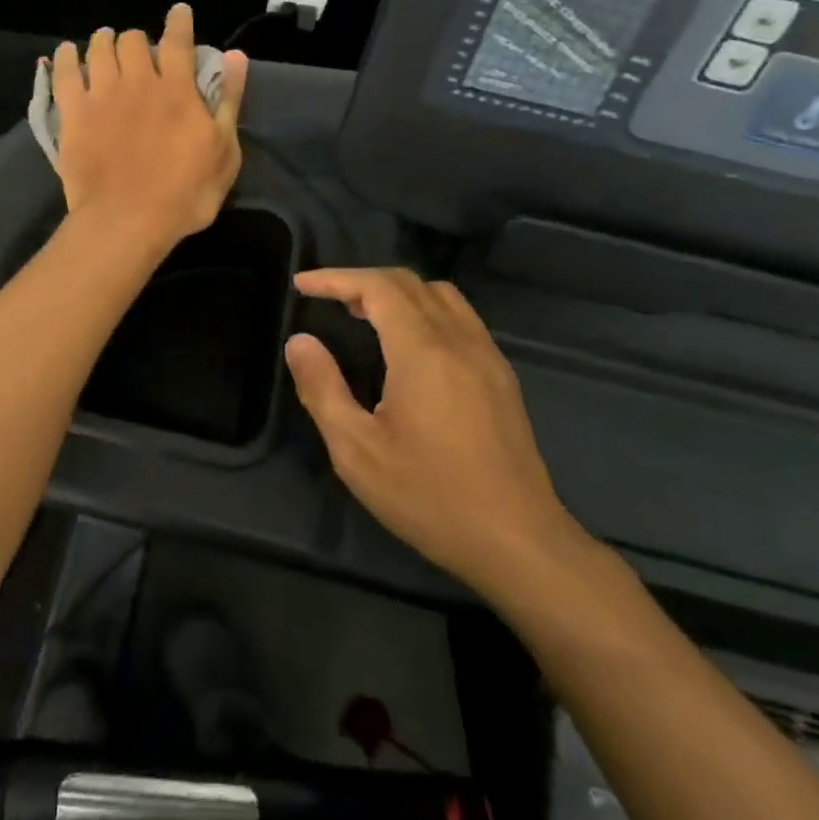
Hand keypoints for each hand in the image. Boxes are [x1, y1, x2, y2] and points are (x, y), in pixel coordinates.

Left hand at [51, 4, 248, 251]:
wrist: (127, 220)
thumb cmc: (185, 194)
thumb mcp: (224, 153)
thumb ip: (228, 101)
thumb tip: (236, 56)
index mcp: (178, 90)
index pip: (178, 41)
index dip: (179, 22)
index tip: (179, 12)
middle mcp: (139, 82)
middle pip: (133, 40)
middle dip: (138, 39)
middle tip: (139, 52)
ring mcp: (102, 95)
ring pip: (99, 47)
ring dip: (104, 41)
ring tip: (105, 44)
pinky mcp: (74, 113)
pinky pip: (64, 72)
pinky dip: (65, 57)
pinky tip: (67, 53)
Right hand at [284, 267, 590, 594]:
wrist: (518, 541)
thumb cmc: (430, 497)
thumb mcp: (357, 451)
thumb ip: (322, 388)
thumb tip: (300, 342)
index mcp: (422, 351)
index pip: (377, 287)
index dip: (336, 278)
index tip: (301, 284)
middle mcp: (459, 340)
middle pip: (409, 283)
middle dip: (362, 280)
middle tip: (325, 298)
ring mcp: (487, 355)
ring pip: (440, 295)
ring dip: (397, 291)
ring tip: (362, 313)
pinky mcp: (501, 376)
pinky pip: (460, 317)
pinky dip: (424, 309)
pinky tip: (408, 343)